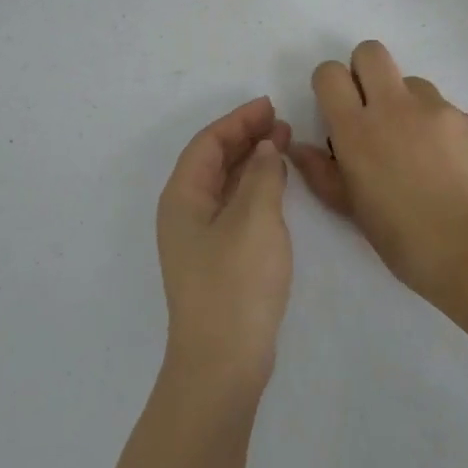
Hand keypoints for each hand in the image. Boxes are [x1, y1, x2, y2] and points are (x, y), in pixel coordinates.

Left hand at [155, 97, 293, 395]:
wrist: (223, 361)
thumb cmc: (235, 282)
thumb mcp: (255, 219)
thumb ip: (262, 175)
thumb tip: (265, 148)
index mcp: (183, 197)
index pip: (208, 143)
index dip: (238, 120)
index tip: (271, 106)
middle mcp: (185, 212)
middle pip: (213, 161)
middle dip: (245, 138)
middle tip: (282, 123)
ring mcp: (200, 238)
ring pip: (225, 184)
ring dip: (252, 162)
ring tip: (284, 145)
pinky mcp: (217, 258)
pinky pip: (234, 207)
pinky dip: (255, 188)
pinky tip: (277, 186)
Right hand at [289, 41, 467, 298]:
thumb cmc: (401, 237)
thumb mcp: (350, 208)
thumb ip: (321, 172)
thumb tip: (299, 146)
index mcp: (356, 130)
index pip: (330, 73)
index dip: (330, 84)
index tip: (338, 108)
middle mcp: (393, 107)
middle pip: (371, 52)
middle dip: (365, 70)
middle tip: (371, 108)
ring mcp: (435, 109)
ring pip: (411, 81)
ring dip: (405, 102)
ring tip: (416, 146)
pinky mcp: (467, 119)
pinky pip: (444, 108)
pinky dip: (438, 127)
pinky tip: (446, 163)